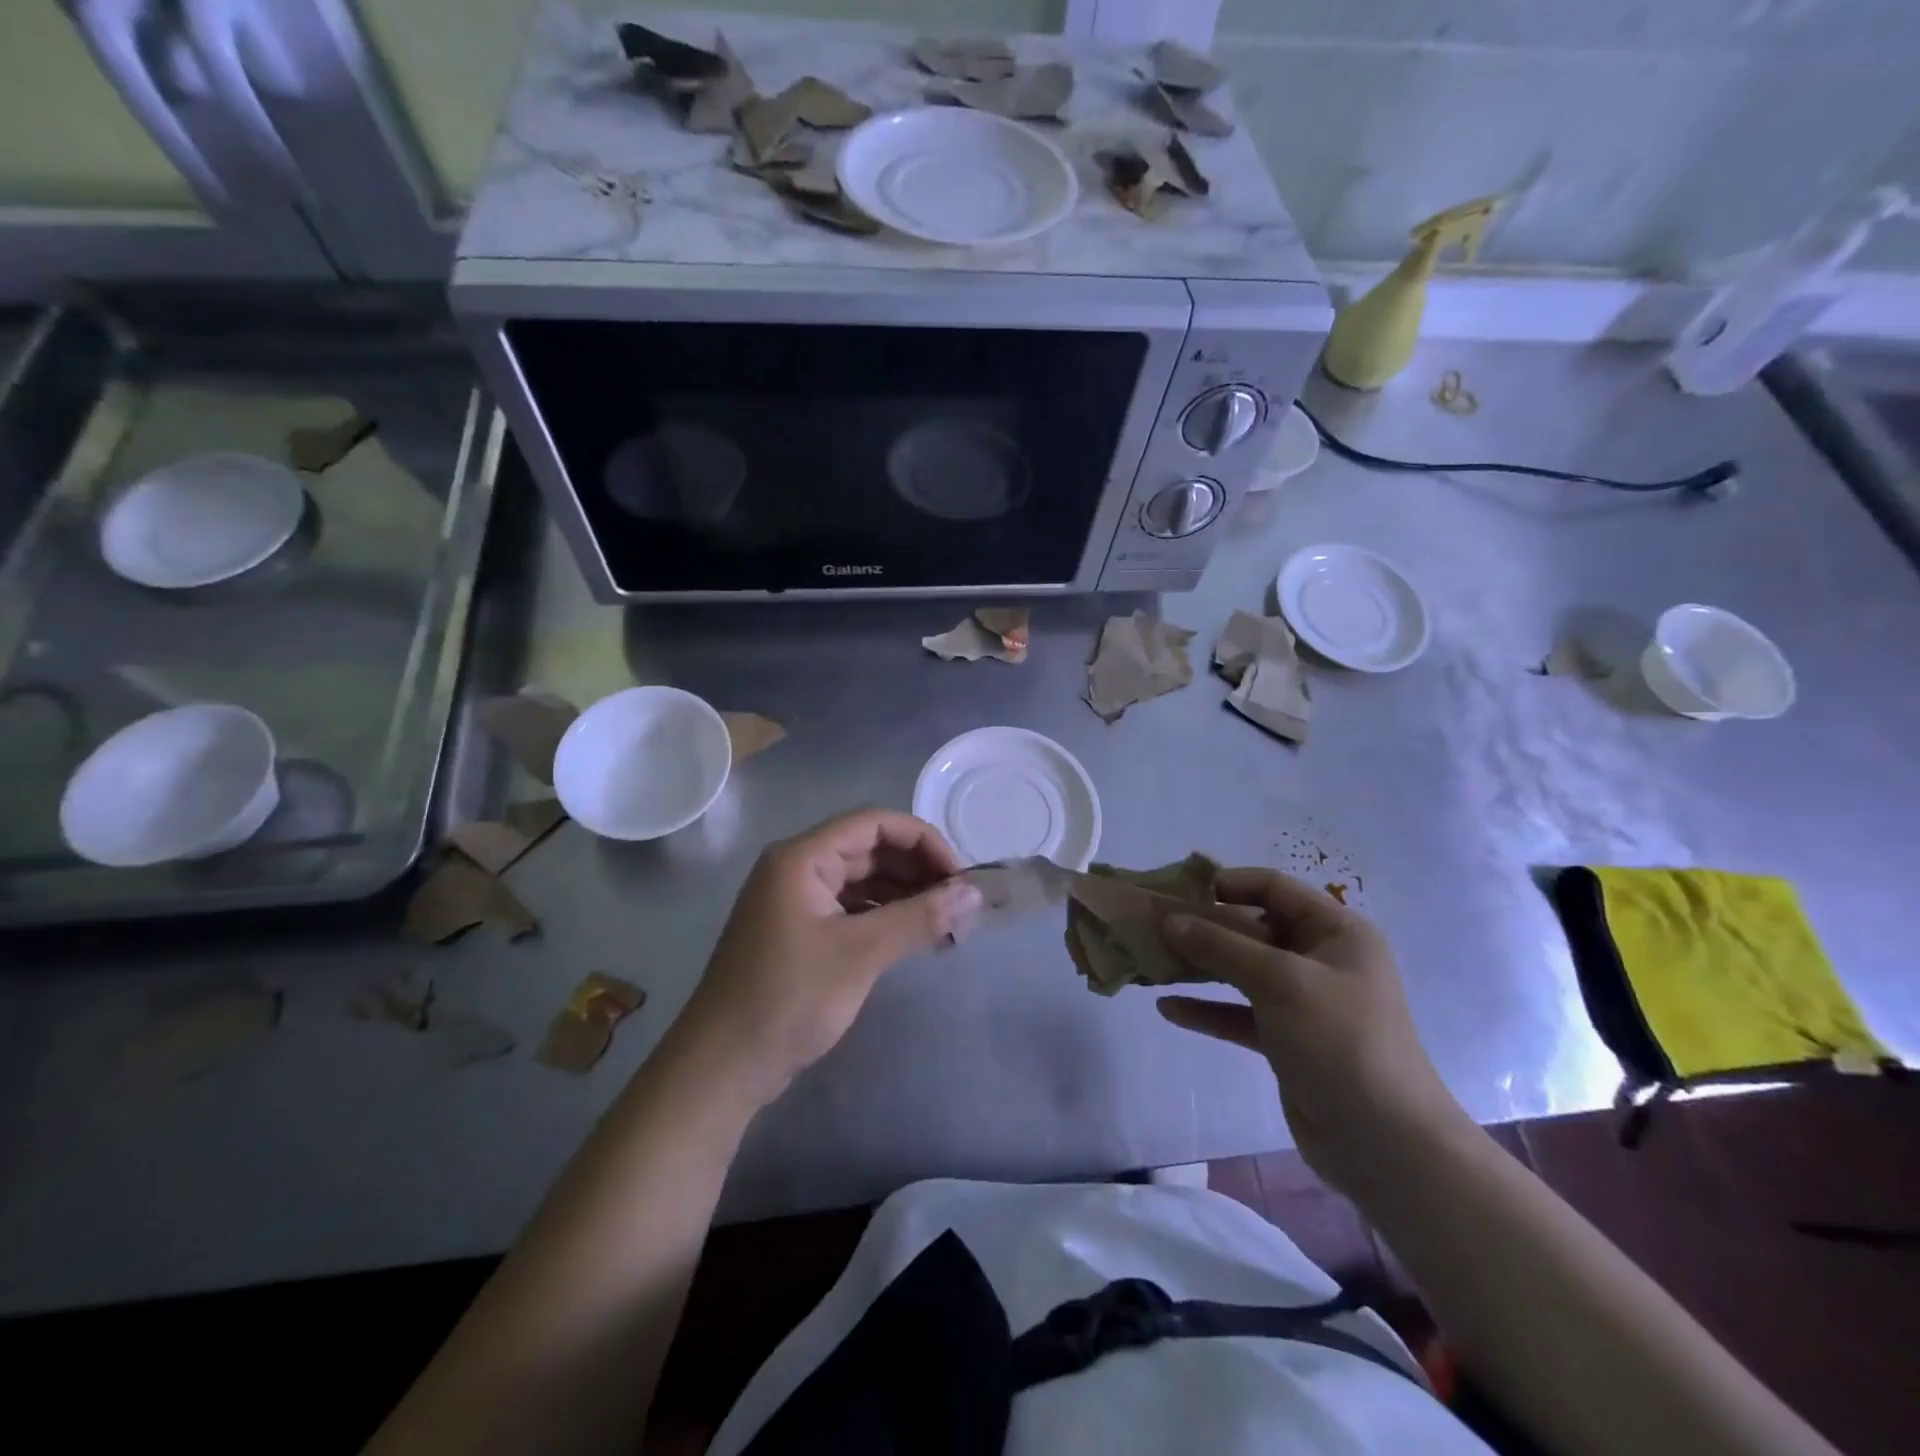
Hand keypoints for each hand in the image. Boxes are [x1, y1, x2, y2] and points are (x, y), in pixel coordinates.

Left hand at [674, 809, 979, 1107]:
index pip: (874, 823)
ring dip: (905, 894)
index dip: (923, 842)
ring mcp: (797, 900)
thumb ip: (919, 918)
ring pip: (863, 879)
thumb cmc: (788, 999)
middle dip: (917, 870)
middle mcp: (798, 868)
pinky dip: (884, 916)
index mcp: (803, 857)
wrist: (722, 1067)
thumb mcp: (860, 954)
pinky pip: (851, 907)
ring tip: (946, 922)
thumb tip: (975, 894)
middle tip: (959, 903)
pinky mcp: (800, 930)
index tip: (959, 877)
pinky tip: (914, 937)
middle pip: (869, 848)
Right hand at [1156, 868, 1467, 1194]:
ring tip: (1155, 961)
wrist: (1383, 1141)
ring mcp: (1304, 1002)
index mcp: (1336, 932)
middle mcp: (1321, 959)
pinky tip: (1169, 1008)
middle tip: (1158, 926)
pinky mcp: (1287, 1039)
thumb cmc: (1338, 1039)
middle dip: (1207, 927)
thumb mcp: (1278, 980)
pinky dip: (1208, 1009)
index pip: (1276, 888)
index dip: (1231, 883)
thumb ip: (1221, 946)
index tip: (1184, 891)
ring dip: (1202, 967)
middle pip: (1255, 929)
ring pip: (1243, 971)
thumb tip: (1170, 921)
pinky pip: (1240, 1013)